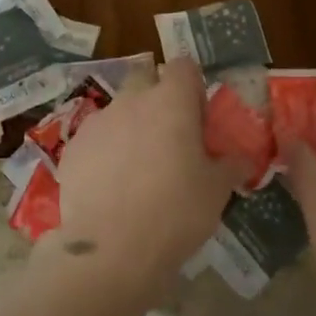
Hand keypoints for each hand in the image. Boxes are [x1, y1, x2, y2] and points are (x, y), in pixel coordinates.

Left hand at [48, 59, 248, 308]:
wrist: (111, 249)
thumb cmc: (175, 212)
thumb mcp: (217, 191)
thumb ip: (231, 165)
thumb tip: (242, 158)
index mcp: (171, 101)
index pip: (183, 66)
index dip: (192, 86)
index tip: (197, 115)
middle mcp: (132, 101)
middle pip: (145, 79)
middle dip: (156, 97)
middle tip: (168, 136)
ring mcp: (97, 122)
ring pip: (118, 110)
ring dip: (129, 126)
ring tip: (137, 168)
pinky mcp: (72, 148)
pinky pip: (95, 138)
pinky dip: (104, 151)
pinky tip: (111, 186)